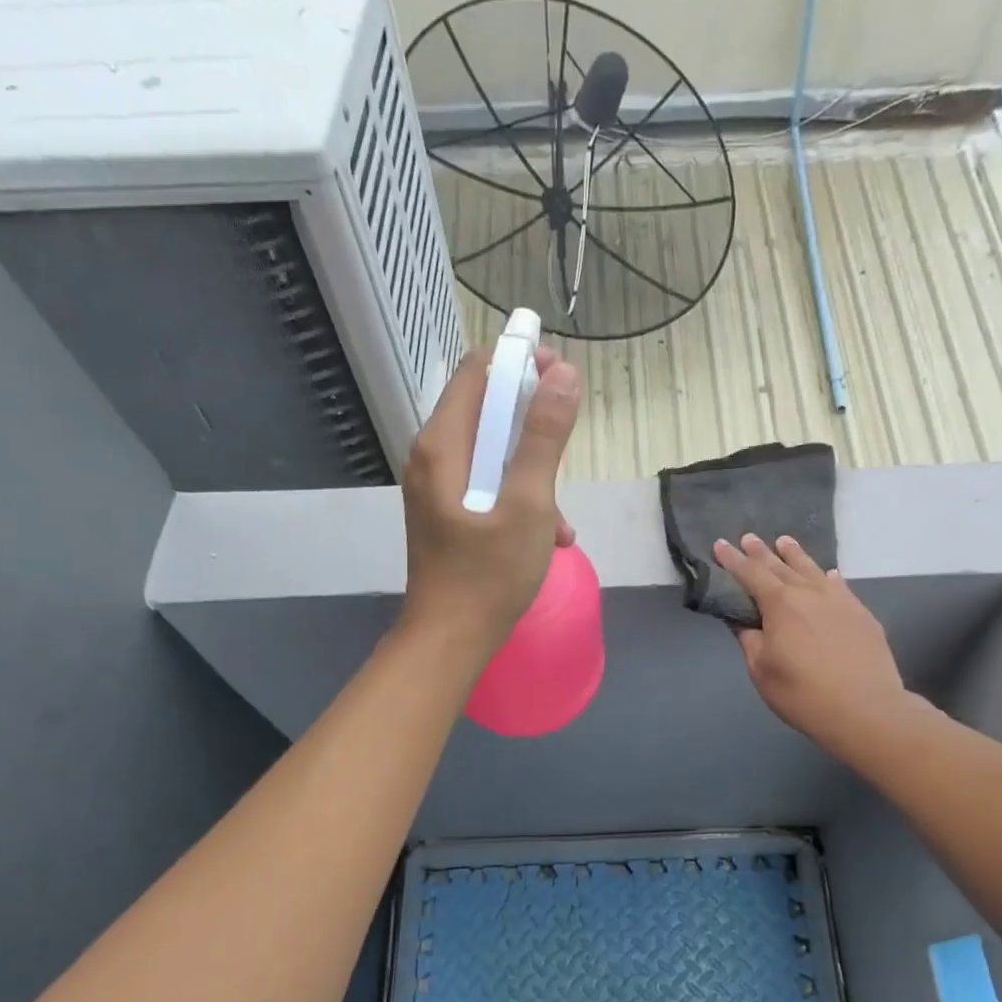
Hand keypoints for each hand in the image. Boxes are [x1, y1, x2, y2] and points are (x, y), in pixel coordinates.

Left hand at [399, 347, 580, 663]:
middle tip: (569, 440)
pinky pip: (487, 486)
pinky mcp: (447, 513)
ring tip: (562, 518)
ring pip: (492, 454)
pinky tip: (549, 537)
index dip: (519, 361)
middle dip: (532, 422)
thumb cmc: (489, 575)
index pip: (477, 371)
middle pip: (485, 411)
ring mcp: (437, 487)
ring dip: (533, 471)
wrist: (450, 640)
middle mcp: (432, 457)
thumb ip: (545, 438)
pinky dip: (519, 499)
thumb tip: (563, 373)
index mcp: (443, 445)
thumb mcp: (529, 504)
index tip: (560, 372)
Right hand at [714, 534, 912, 759]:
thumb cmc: (803, 694)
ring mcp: (840, 601)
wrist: (866, 710)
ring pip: (813, 570)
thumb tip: (744, 622)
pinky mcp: (862, 615)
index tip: (720, 545)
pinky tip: (829, 574)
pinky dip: (829, 577)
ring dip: (796, 555)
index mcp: (780, 605)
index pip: (750, 575)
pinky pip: (841, 587)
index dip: (733, 560)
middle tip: (749, 537)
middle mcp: (810, 593)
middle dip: (761, 553)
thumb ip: (750, 641)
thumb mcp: (762, 672)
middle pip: (781, 567)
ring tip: (785, 541)